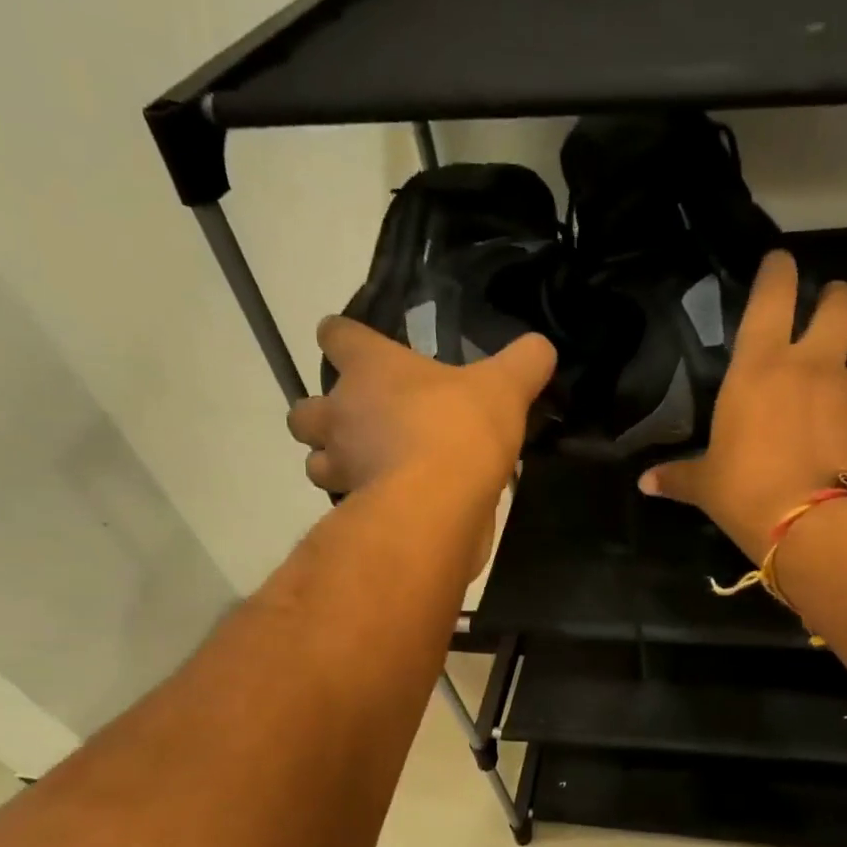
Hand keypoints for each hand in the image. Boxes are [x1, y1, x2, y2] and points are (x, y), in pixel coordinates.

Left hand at [290, 317, 555, 500]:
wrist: (438, 504)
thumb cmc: (461, 429)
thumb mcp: (505, 387)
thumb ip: (523, 363)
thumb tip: (541, 347)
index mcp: (369, 368)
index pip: (335, 336)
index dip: (342, 338)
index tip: (356, 347)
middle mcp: (341, 413)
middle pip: (304, 410)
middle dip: (321, 416)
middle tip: (357, 423)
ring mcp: (342, 466)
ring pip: (315, 463)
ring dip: (333, 464)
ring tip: (368, 469)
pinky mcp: (353, 510)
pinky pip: (345, 504)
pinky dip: (360, 503)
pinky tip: (389, 504)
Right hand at [639, 252, 846, 562]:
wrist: (820, 528)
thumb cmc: (748, 493)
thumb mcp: (707, 486)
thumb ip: (679, 477)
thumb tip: (646, 483)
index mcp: (761, 367)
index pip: (774, 294)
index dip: (778, 271)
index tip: (778, 263)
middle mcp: (812, 367)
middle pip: (841, 304)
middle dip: (835, 298)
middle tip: (825, 310)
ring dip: (846, 370)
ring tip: (831, 394)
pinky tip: (839, 440)